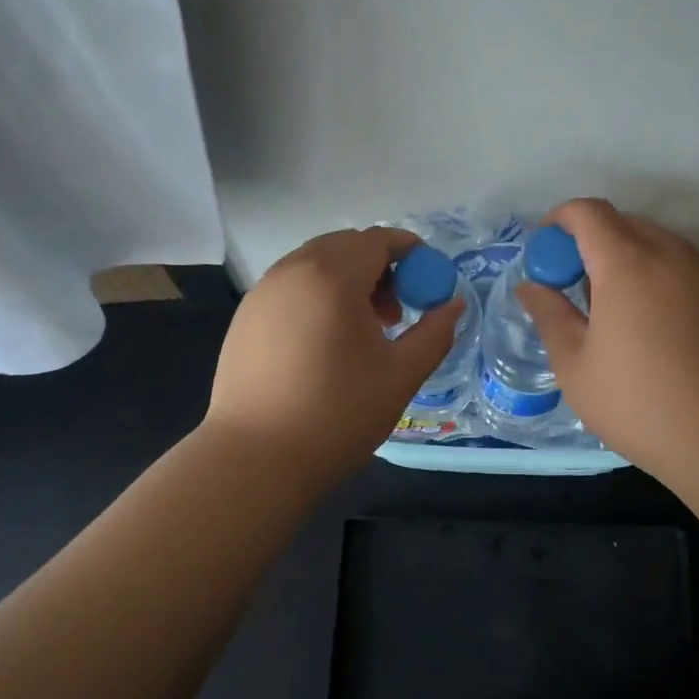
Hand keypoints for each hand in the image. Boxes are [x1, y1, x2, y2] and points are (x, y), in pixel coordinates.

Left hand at [206, 226, 463, 484]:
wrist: (255, 458)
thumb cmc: (337, 415)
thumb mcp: (401, 376)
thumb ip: (435, 333)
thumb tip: (452, 304)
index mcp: (332, 277)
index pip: (378, 240)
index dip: (411, 253)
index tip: (428, 282)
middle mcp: (292, 271)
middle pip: (345, 246)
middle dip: (379, 267)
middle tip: (396, 313)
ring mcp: (262, 291)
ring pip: (315, 264)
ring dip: (347, 280)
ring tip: (362, 331)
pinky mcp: (245, 316)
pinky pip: (291, 286)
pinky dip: (318, 295)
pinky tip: (324, 343)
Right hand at [518, 198, 698, 478]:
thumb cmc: (640, 403)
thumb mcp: (575, 367)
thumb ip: (550, 316)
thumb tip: (530, 287)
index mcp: (626, 264)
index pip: (588, 213)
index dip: (560, 220)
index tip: (545, 248)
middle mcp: (671, 254)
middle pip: (624, 223)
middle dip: (591, 241)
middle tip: (574, 284)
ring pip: (659, 244)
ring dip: (629, 259)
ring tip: (617, 309)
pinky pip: (687, 269)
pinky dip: (661, 278)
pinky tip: (659, 327)